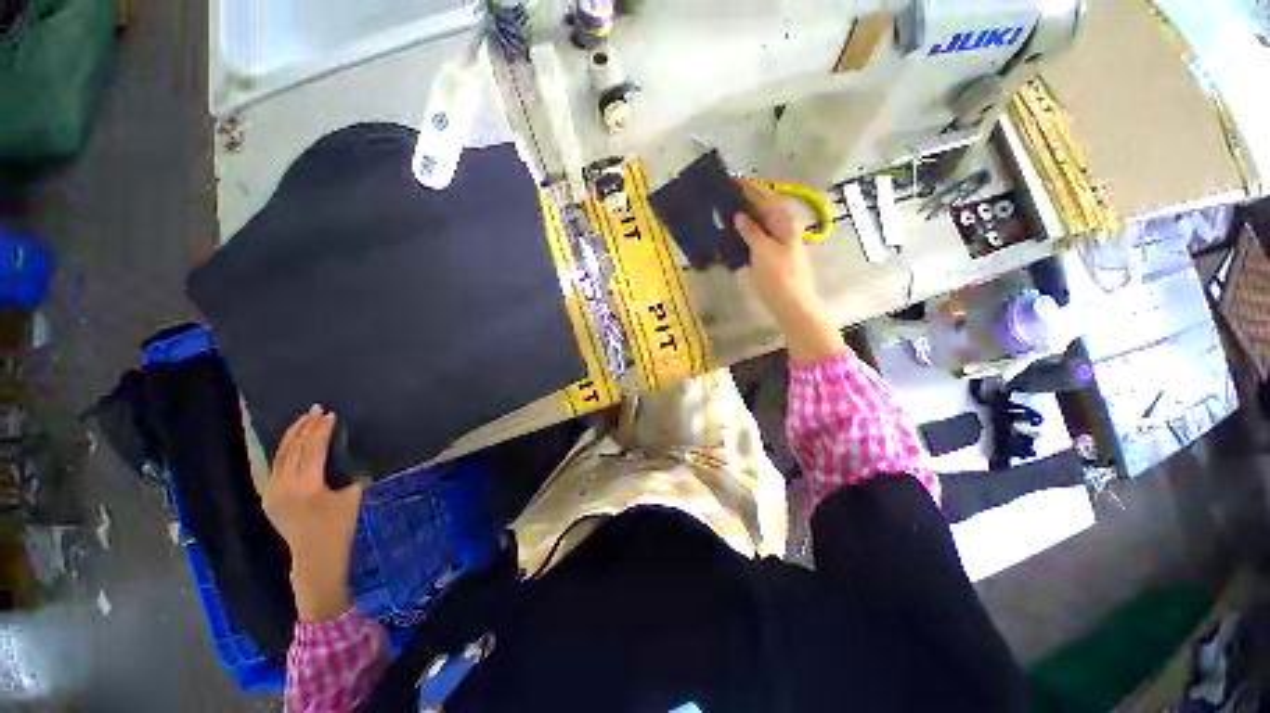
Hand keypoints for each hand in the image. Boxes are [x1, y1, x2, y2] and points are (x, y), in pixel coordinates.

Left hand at [262, 405, 363, 621]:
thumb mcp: (352, 497)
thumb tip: (347, 456)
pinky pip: (274, 467)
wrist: (314, 558)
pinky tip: (289, 443)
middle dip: (305, 427)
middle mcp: (284, 486)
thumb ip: (348, 474)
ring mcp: (272, 492)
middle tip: (316, 409)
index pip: (313, 449)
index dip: (322, 430)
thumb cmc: (339, 528)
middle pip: (294, 449)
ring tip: (303, 420)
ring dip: (292, 436)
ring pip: (280, 456)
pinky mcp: (268, 497)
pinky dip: (283, 451)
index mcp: (307, 485)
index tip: (331, 415)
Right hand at [734, 180, 847, 362]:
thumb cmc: (778, 277)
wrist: (793, 304)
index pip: (764, 198)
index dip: (748, 188)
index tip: (731, 180)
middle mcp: (784, 227)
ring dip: (746, 215)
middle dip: (746, 200)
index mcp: (784, 222)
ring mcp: (780, 242)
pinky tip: (736, 232)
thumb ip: (751, 231)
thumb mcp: (763, 251)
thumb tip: (740, 214)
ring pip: (761, 222)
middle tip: (726, 194)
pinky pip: (759, 235)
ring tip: (727, 209)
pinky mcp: (774, 254)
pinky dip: (748, 231)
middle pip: (764, 208)